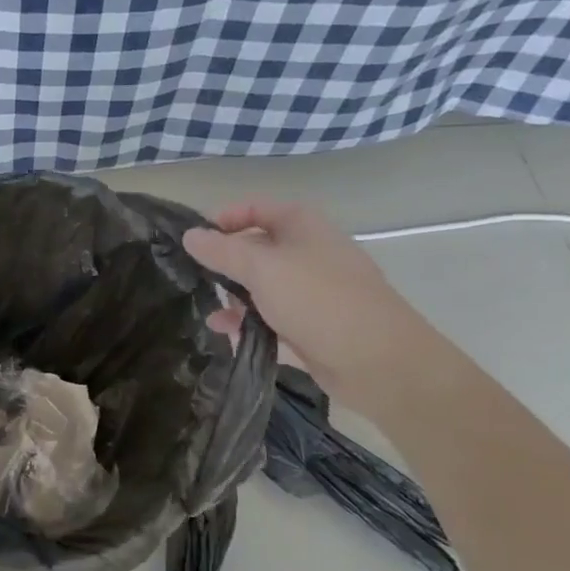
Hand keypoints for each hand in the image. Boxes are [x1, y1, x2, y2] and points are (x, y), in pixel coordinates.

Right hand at [182, 200, 434, 407]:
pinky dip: (251, 322)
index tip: (195, 240)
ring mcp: (314, 290)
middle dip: (226, 263)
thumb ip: (222, 251)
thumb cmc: (318, 300)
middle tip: (194, 279)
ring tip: (211, 314)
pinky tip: (229, 334)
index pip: (256, 208)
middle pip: (257, 248)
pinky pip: (274, 316)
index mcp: (303, 226)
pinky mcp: (314, 325)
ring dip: (236, 297)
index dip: (224, 219)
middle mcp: (309, 252)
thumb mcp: (261, 269)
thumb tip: (189, 235)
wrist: (380, 362)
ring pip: (264, 285)